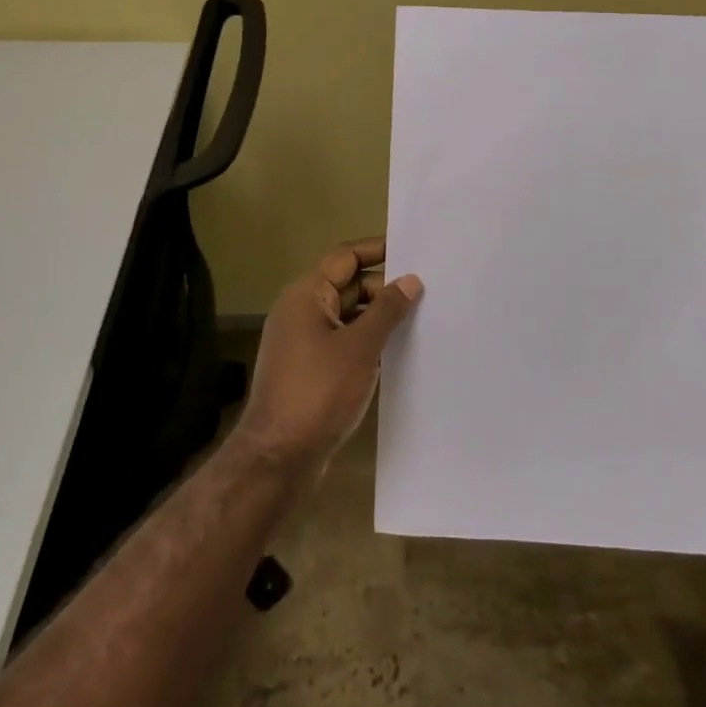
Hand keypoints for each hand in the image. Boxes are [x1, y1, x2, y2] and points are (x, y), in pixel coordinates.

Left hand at [235, 237, 422, 473]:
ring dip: (378, 316)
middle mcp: (301, 312)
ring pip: (347, 316)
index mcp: (306, 296)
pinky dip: (367, 341)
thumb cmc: (318, 392)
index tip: (412, 248)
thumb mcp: (360, 347)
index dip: (377, 250)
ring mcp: (304, 342)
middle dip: (384, 286)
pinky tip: (397, 351)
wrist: (278, 457)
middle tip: (427, 290)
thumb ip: (387, 310)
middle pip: (347, 285)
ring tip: (421, 318)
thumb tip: (410, 279)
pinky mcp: (310, 369)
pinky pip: (343, 341)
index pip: (345, 257)